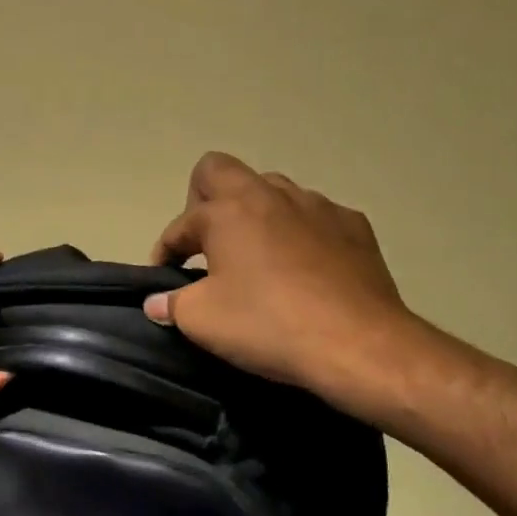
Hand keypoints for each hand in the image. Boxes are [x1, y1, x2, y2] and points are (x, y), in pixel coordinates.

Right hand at [146, 153, 421, 411]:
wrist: (358, 344)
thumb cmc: (268, 325)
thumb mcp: (202, 320)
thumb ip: (172, 304)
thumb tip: (158, 303)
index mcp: (228, 211)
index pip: (182, 224)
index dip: (166, 250)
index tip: (164, 280)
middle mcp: (271, 194)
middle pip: (221, 171)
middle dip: (203, 201)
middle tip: (206, 245)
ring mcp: (318, 206)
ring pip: (272, 190)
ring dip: (254, 214)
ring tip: (255, 256)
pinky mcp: (355, 226)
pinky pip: (314, 217)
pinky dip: (299, 234)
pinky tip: (303, 269)